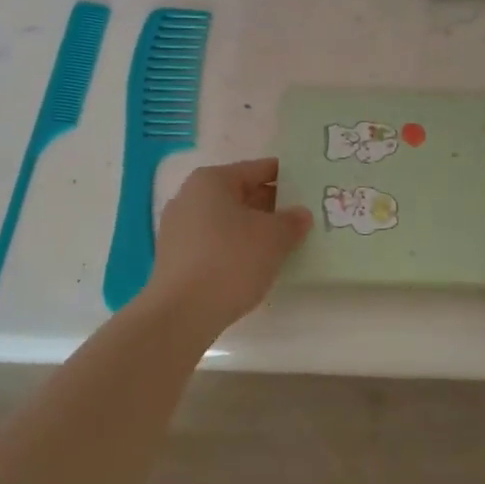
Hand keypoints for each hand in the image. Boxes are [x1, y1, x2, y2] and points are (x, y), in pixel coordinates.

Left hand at [141, 158, 311, 338]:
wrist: (182, 313)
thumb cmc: (231, 260)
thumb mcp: (274, 238)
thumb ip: (292, 221)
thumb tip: (300, 215)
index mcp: (211, 181)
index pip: (258, 169)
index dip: (286, 177)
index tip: (309, 188)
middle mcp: (189, 197)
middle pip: (241, 194)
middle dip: (271, 206)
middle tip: (301, 218)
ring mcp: (178, 229)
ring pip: (227, 220)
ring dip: (254, 229)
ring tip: (284, 243)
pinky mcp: (175, 258)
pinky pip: (215, 243)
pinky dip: (236, 248)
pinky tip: (255, 264)